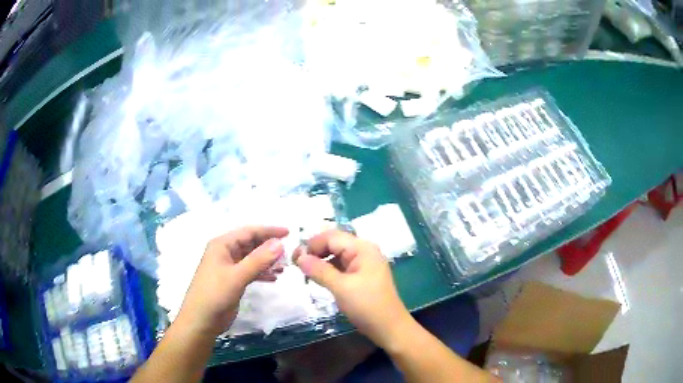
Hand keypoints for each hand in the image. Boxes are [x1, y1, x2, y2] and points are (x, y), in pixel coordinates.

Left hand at [176, 226, 288, 336]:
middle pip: (251, 244)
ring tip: (284, 267)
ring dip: (267, 261)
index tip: (289, 233)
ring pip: (252, 258)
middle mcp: (225, 252)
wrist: (201, 320)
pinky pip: (250, 271)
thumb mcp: (237, 276)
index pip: (249, 232)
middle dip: (269, 247)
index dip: (268, 231)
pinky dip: (262, 273)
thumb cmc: (215, 294)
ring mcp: (229, 267)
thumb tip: (280, 243)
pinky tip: (274, 278)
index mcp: (222, 245)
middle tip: (289, 253)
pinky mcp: (232, 280)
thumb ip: (259, 260)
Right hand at [294, 230, 412, 348]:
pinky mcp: (363, 275)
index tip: (294, 258)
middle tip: (297, 264)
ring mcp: (364, 263)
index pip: (331, 237)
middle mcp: (364, 251)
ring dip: (321, 260)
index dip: (312, 244)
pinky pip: (342, 265)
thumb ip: (319, 270)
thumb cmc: (367, 306)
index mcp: (362, 248)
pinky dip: (329, 269)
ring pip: (337, 254)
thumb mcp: (341, 287)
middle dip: (315, 250)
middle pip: (335, 243)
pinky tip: (319, 277)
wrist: (389, 328)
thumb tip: (299, 257)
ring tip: (305, 271)